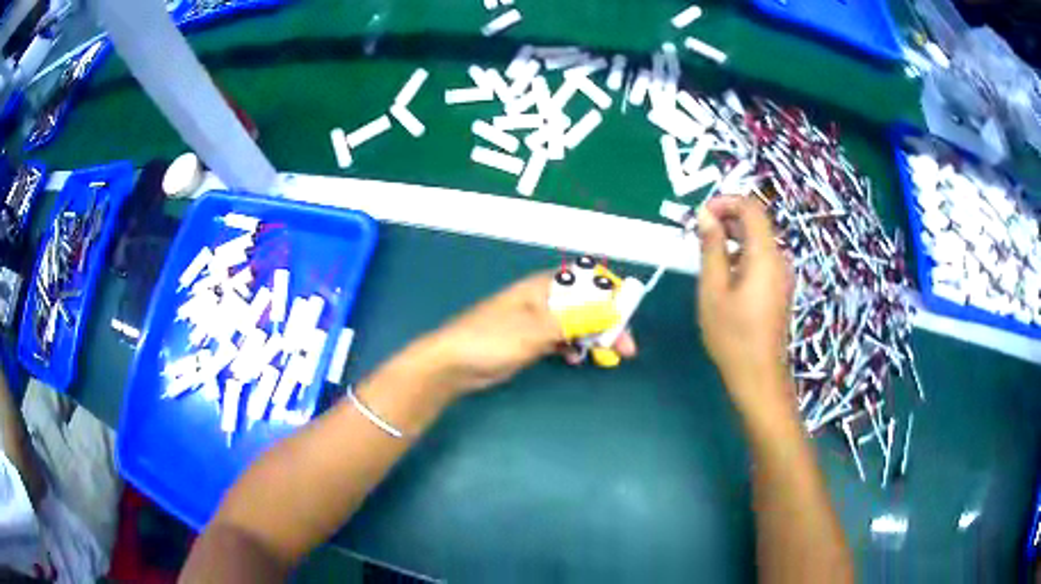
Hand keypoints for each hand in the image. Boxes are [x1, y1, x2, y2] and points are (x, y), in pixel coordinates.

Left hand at [404, 272, 636, 396]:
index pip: (587, 282)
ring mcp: (536, 321)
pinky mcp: (531, 340)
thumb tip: (611, 312)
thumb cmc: (492, 339)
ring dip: (591, 337)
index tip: (626, 319)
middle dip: (607, 323)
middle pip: (585, 305)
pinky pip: (561, 339)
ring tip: (603, 357)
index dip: (610, 297)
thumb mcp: (537, 329)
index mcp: (543, 287)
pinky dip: (571, 347)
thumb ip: (575, 320)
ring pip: (575, 324)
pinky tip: (573, 359)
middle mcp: (543, 299)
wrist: (454, 364)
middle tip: (625, 349)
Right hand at [696, 196, 793, 414]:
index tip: (701, 214)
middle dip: (727, 218)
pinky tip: (723, 273)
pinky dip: (741, 254)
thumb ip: (711, 247)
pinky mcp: (779, 288)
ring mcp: (782, 275)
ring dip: (732, 237)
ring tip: (706, 252)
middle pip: (756, 222)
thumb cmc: (732, 336)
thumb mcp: (713, 289)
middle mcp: (779, 259)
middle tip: (698, 232)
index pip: (751, 208)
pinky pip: (761, 258)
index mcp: (765, 255)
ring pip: (758, 240)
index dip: (726, 202)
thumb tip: (705, 215)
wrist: (758, 376)